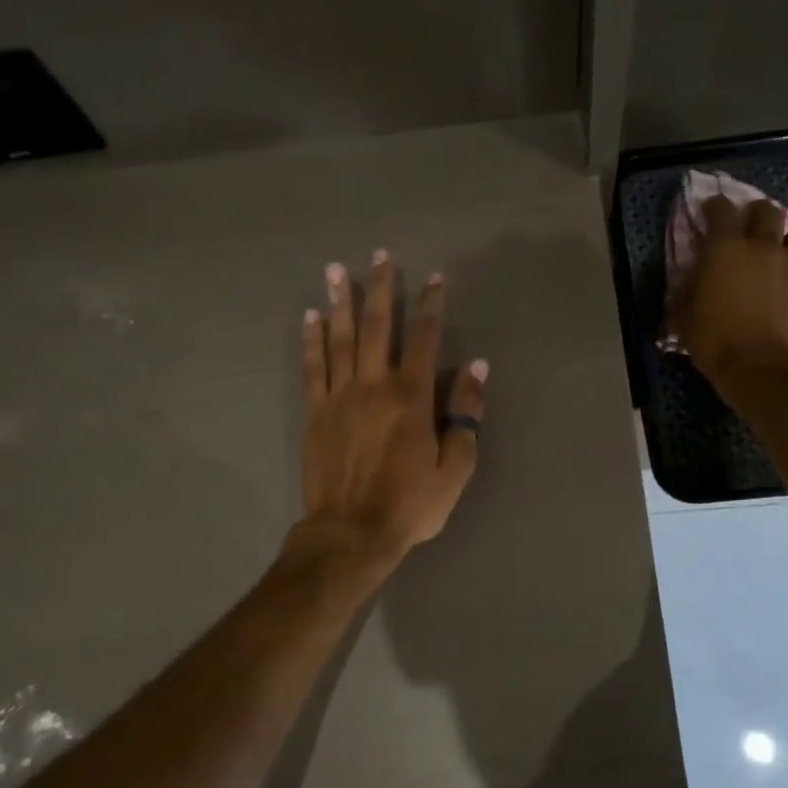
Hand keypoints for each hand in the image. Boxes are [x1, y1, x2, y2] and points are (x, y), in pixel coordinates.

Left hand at [296, 250, 487, 563]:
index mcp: (411, 397)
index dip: (431, 306)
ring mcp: (339, 397)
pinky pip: (313, 368)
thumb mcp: (454, 467)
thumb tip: (476, 368)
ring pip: (340, 339)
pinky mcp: (315, 413)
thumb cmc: (410, 504)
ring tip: (336, 270)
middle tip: (380, 255)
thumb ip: (465, 415)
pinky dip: (311, 341)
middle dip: (381, 288)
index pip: (424, 339)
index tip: (434, 278)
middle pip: (378, 327)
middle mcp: (373, 385)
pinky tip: (311, 318)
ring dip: (340, 302)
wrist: (351, 532)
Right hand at [670, 196, 787, 393]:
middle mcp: (761, 246)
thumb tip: (690, 278)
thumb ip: (687, 288)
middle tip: (746, 227)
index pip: (721, 209)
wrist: (762, 367)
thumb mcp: (684, 315)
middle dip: (755, 214)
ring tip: (780, 249)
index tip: (708, 212)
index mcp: (724, 248)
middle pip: (766, 210)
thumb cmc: (714, 340)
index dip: (713, 207)